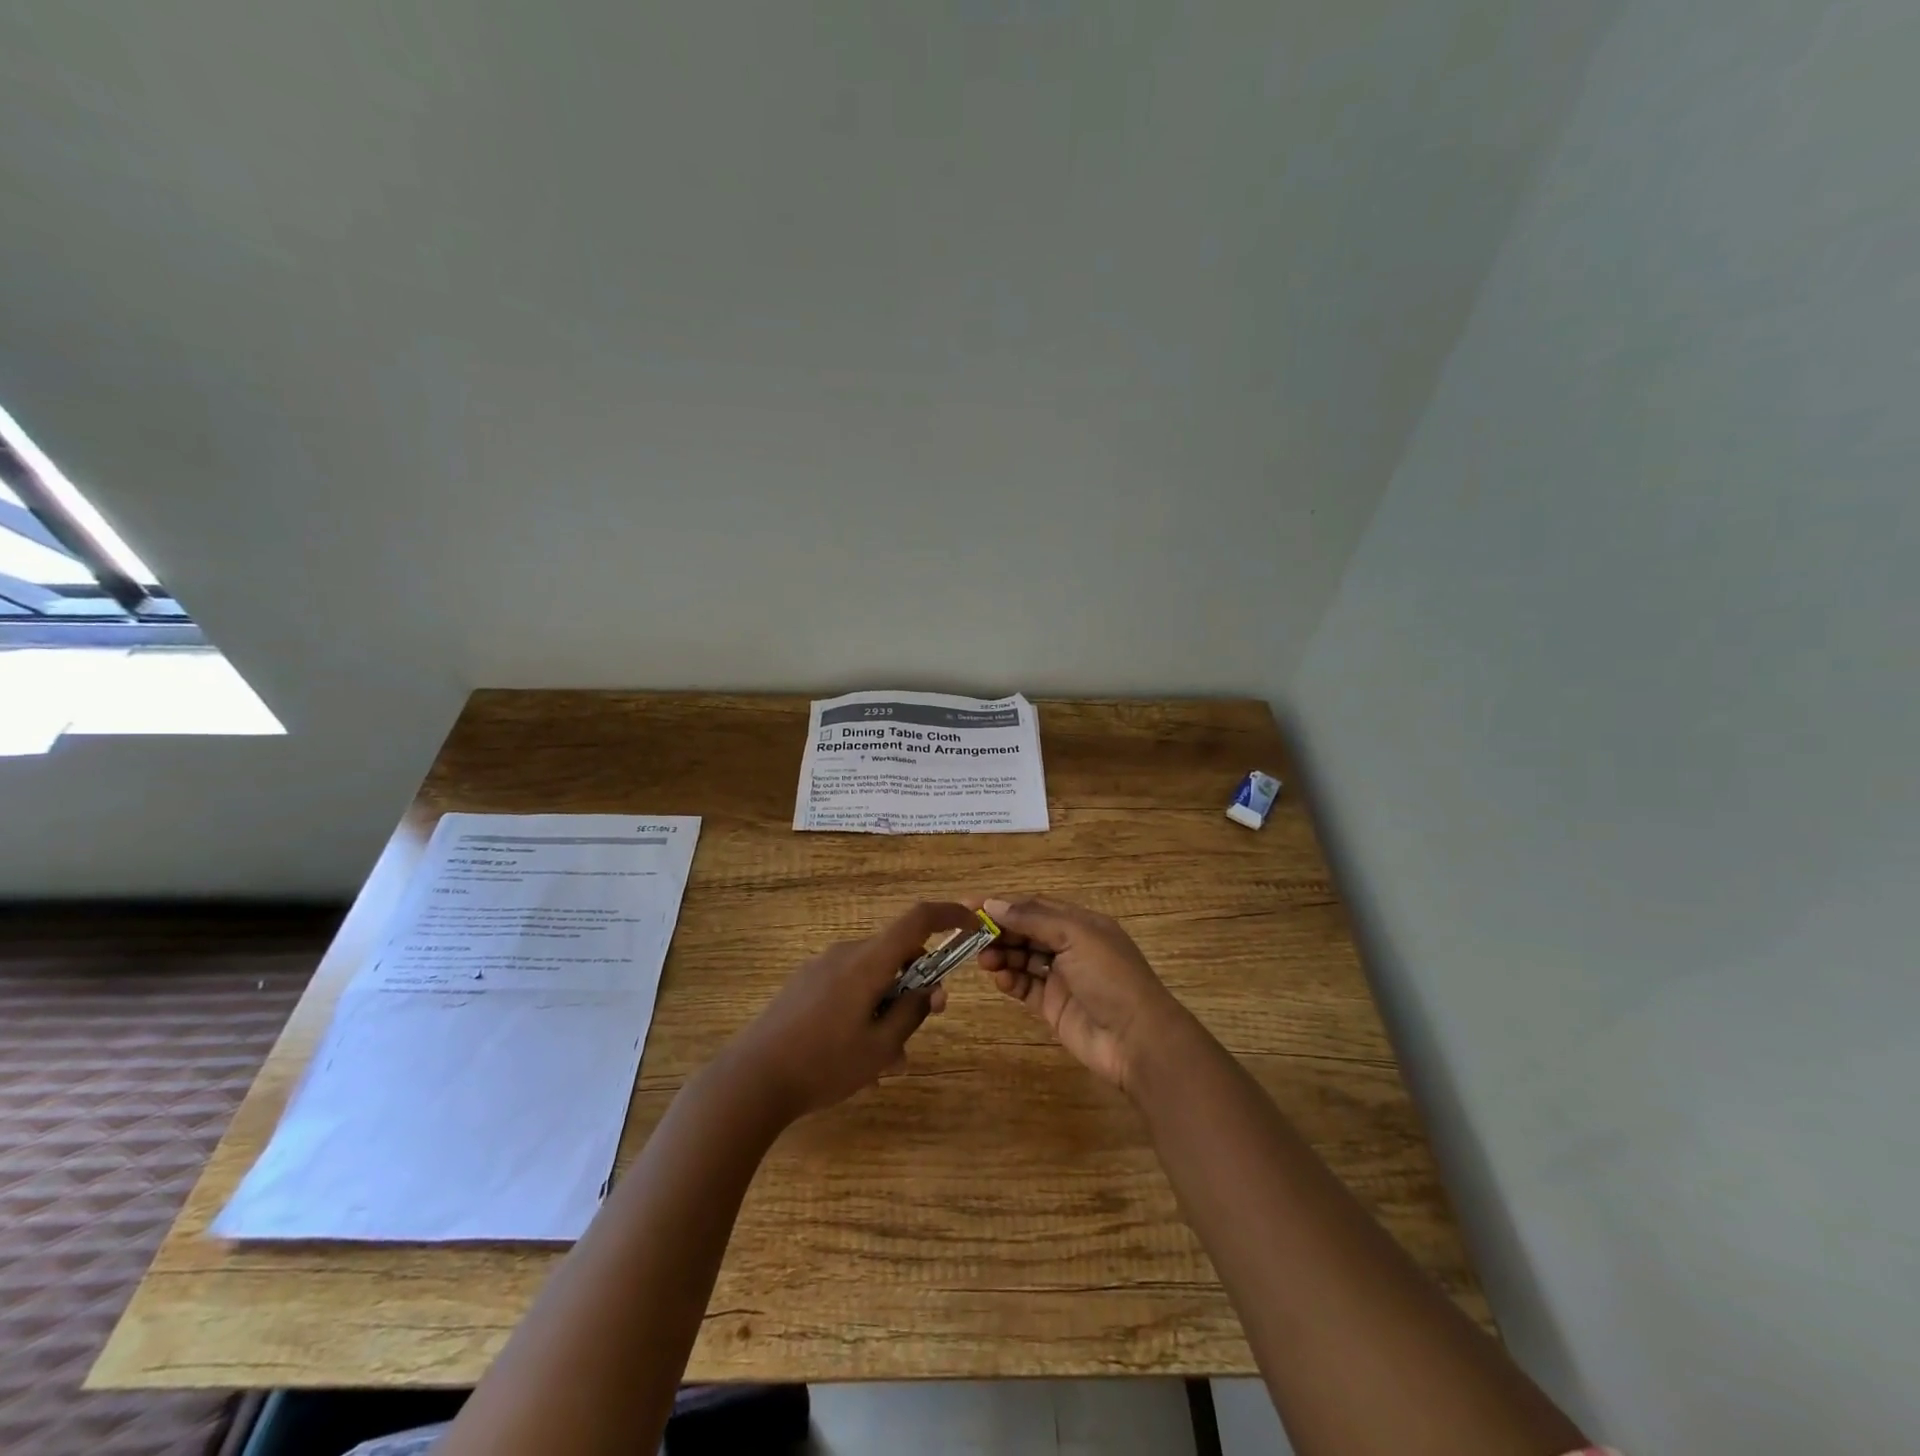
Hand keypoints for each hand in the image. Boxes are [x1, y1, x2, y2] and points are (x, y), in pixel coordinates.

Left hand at [723, 901, 975, 1121]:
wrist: (750, 1080)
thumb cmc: (823, 1064)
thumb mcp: (880, 1047)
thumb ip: (911, 1013)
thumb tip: (929, 989)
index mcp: (868, 961)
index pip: (918, 919)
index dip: (950, 915)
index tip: (973, 924)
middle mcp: (845, 954)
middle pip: (896, 952)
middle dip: (918, 982)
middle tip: (927, 1020)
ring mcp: (821, 968)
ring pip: (873, 975)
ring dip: (890, 1005)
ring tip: (887, 1061)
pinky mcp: (804, 985)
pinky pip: (849, 986)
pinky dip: (866, 1009)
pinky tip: (858, 1057)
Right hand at [976, 896, 1196, 1094]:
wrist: (1137, 1040)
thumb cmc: (1110, 977)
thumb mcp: (1075, 936)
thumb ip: (1033, 919)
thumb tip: (993, 904)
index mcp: (1081, 923)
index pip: (1035, 906)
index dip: (1004, 905)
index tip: (970, 905)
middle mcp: (1070, 947)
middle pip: (1026, 932)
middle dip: (999, 931)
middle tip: (969, 936)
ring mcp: (1061, 978)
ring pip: (1023, 958)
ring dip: (1002, 955)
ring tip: (982, 959)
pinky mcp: (1053, 1006)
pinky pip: (1025, 987)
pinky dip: (1010, 980)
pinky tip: (999, 978)